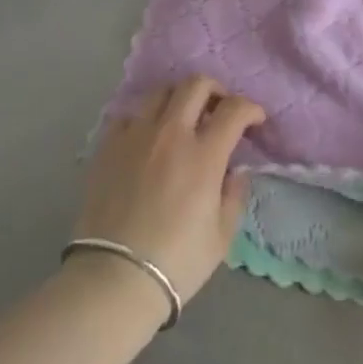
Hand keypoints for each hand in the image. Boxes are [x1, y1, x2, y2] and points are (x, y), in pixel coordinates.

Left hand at [74, 77, 264, 304]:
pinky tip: (148, 139)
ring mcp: (136, 136)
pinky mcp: (108, 146)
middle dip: (216, 90)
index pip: (234, 110)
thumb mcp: (222, 236)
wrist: (114, 278)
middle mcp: (170, 133)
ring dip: (180, 98)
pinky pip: (130, 115)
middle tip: (220, 110)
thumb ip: (234, 194)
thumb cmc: (177, 262)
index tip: (255, 120)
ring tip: (183, 119)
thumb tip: (234, 170)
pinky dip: (145, 119)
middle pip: (196, 85)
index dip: (250, 108)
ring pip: (161, 92)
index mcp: (204, 155)